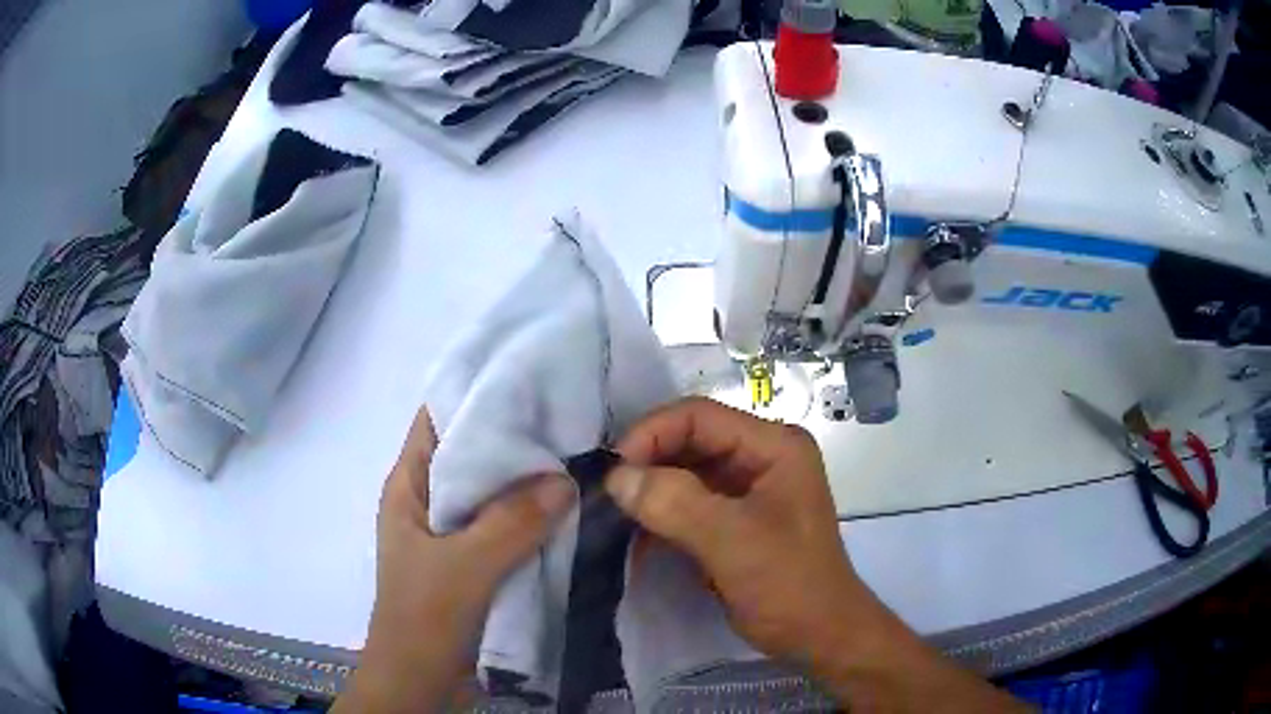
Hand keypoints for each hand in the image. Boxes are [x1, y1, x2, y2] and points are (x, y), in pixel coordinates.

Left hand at [336, 407, 575, 713]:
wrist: (419, 678)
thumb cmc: (424, 616)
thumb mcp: (465, 566)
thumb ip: (512, 523)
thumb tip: (566, 479)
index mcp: (409, 486)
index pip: (437, 420)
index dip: (474, 393)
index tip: (525, 375)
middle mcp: (427, 500)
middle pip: (468, 452)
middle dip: (510, 434)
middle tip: (565, 411)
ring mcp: (450, 532)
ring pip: (489, 491)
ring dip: (523, 477)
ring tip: (575, 450)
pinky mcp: (471, 559)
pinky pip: (501, 524)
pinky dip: (528, 513)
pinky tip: (565, 505)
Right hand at [605, 397, 861, 663]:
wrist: (820, 637)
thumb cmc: (789, 586)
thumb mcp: (734, 542)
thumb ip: (675, 504)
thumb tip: (616, 476)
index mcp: (774, 446)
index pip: (700, 416)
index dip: (651, 434)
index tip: (612, 470)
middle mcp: (761, 457)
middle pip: (690, 441)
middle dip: (646, 462)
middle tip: (605, 493)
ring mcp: (748, 488)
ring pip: (685, 472)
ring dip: (649, 489)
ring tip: (612, 511)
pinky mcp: (734, 519)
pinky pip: (688, 502)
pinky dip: (660, 514)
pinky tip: (634, 533)